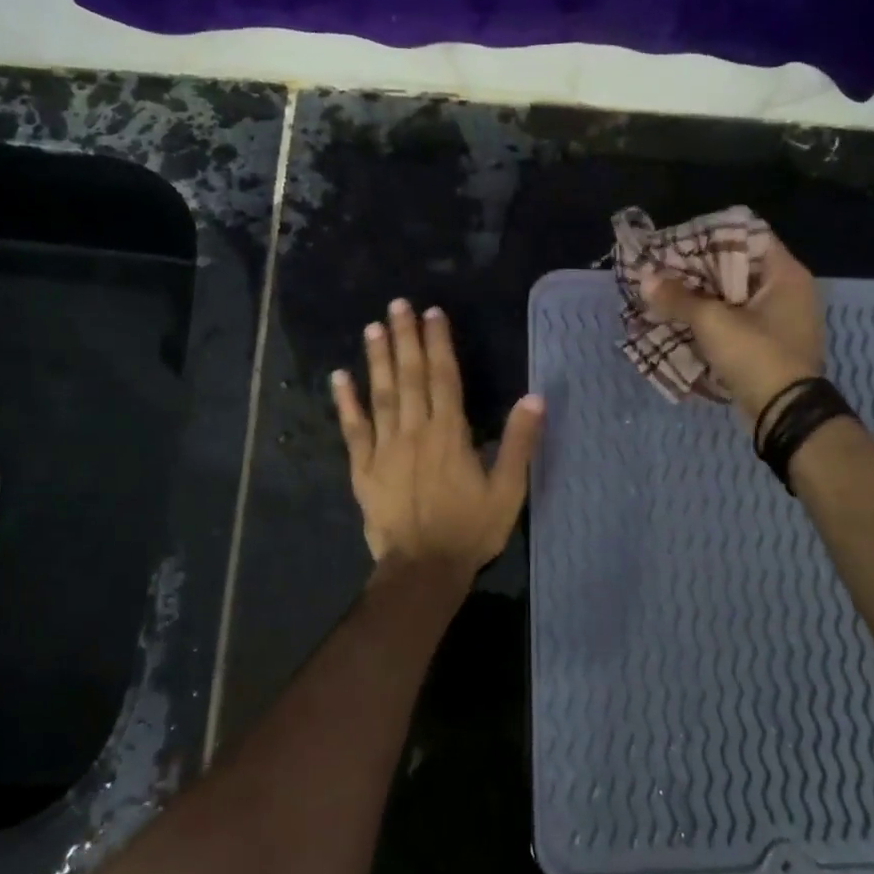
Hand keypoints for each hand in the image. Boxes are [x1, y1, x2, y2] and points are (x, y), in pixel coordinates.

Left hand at [331, 299, 543, 575]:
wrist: (423, 569)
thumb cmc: (470, 529)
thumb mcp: (508, 490)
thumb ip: (519, 443)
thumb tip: (534, 397)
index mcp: (450, 434)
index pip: (444, 377)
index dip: (438, 343)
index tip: (432, 313)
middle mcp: (415, 431)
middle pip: (409, 377)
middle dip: (404, 338)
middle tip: (397, 305)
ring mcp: (384, 448)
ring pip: (380, 395)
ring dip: (377, 360)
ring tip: (373, 328)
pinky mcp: (363, 468)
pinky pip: (353, 429)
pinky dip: (345, 402)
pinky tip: (339, 377)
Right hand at [640, 234, 824, 424]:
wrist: (785, 415)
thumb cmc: (756, 355)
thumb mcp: (712, 322)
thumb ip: (678, 298)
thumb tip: (646, 278)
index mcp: (786, 275)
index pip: (748, 237)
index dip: (711, 237)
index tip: (678, 244)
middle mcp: (788, 293)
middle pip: (737, 270)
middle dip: (699, 273)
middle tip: (664, 272)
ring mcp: (781, 324)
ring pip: (733, 301)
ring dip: (702, 301)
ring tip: (666, 298)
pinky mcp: (769, 349)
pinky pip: (736, 327)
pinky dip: (711, 325)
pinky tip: (681, 326)